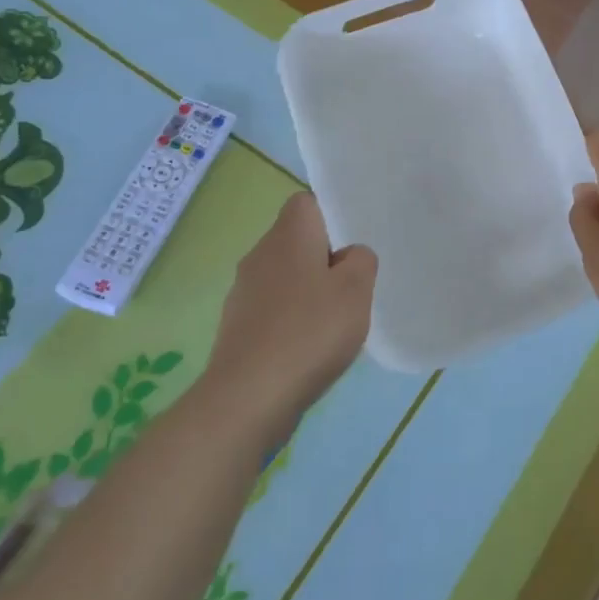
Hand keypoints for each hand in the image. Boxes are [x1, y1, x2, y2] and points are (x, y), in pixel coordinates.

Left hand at [205, 192, 376, 432]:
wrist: (249, 397)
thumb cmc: (309, 332)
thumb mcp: (356, 290)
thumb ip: (361, 261)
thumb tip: (348, 256)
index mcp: (288, 235)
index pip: (307, 202)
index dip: (332, 215)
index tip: (353, 242)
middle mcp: (260, 254)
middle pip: (296, 240)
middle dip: (325, 257)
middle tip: (353, 284)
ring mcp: (243, 291)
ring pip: (285, 275)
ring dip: (309, 289)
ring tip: (335, 320)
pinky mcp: (237, 326)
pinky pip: (273, 307)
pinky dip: (293, 318)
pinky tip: (310, 346)